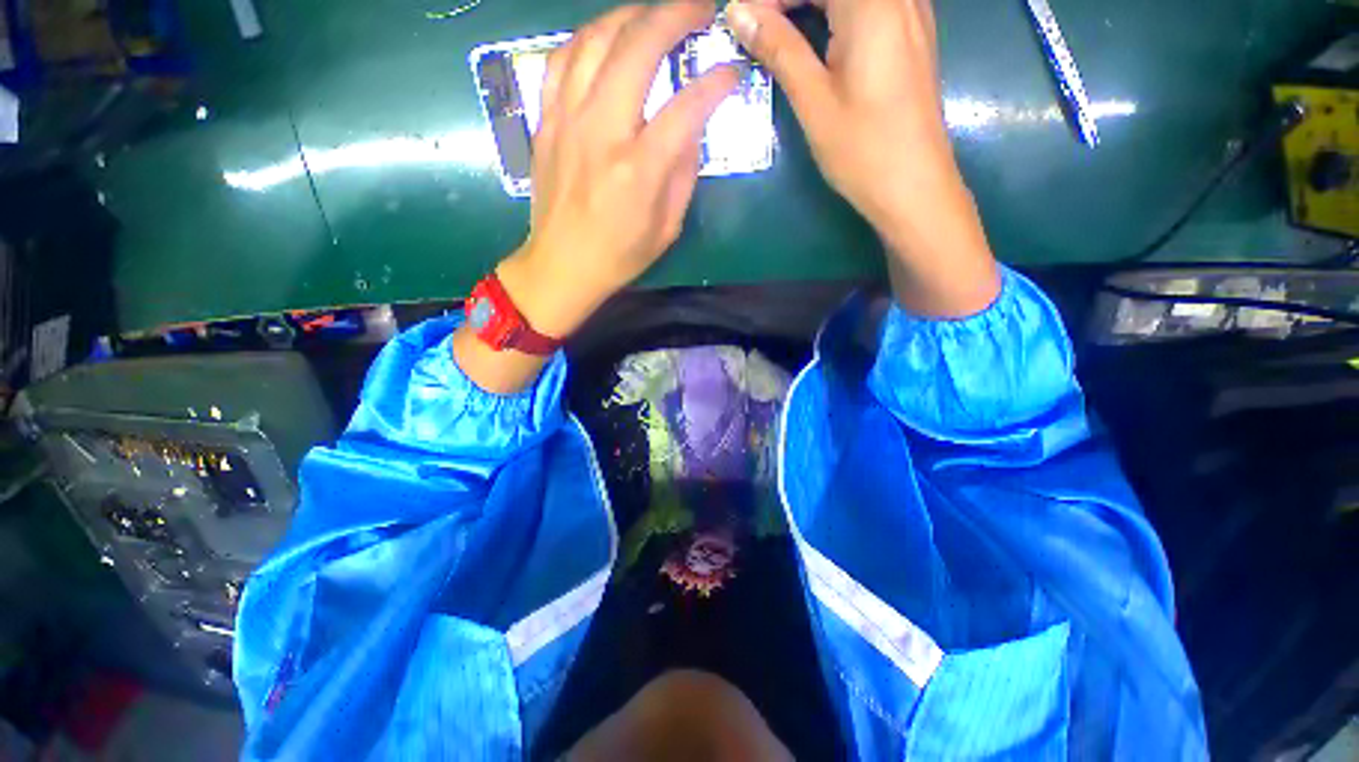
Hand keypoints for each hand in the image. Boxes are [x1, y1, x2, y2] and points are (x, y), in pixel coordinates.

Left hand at [499, 1, 739, 338]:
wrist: (562, 264)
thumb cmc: (620, 255)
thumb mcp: (667, 227)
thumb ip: (683, 174)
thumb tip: (691, 127)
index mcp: (639, 169)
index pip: (687, 107)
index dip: (715, 83)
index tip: (732, 72)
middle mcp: (602, 133)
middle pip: (638, 48)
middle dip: (675, 15)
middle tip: (700, 7)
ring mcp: (567, 121)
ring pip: (595, 40)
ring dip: (630, 15)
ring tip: (654, 13)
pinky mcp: (546, 121)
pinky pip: (561, 59)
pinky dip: (587, 38)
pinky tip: (605, 38)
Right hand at [727, 0, 1000, 316]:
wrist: (914, 187)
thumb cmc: (863, 150)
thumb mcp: (814, 101)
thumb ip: (779, 48)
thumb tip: (738, 10)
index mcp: (872, 4)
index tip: (741, 21)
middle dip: (788, 1)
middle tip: (755, 30)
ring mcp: (911, 12)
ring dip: (809, 7)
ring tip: (777, 36)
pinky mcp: (912, 35)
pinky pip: (868, 7)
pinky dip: (834, 15)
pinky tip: (814, 39)